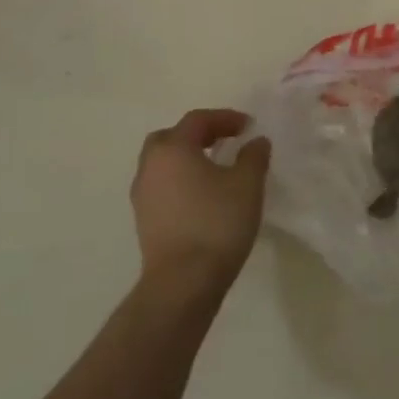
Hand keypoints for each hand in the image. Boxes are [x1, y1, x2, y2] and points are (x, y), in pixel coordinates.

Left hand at [130, 109, 270, 294]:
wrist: (184, 280)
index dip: (225, 117)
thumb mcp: (248, 184)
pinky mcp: (145, 219)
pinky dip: (181, 180)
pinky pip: (162, 186)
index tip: (248, 125)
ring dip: (187, 158)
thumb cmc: (217, 222)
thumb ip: (253, 156)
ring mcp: (143, 195)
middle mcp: (151, 167)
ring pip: (163, 163)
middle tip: (225, 141)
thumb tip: (255, 141)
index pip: (197, 120)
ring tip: (216, 168)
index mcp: (173, 149)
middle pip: (171, 137)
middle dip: (198, 134)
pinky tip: (204, 195)